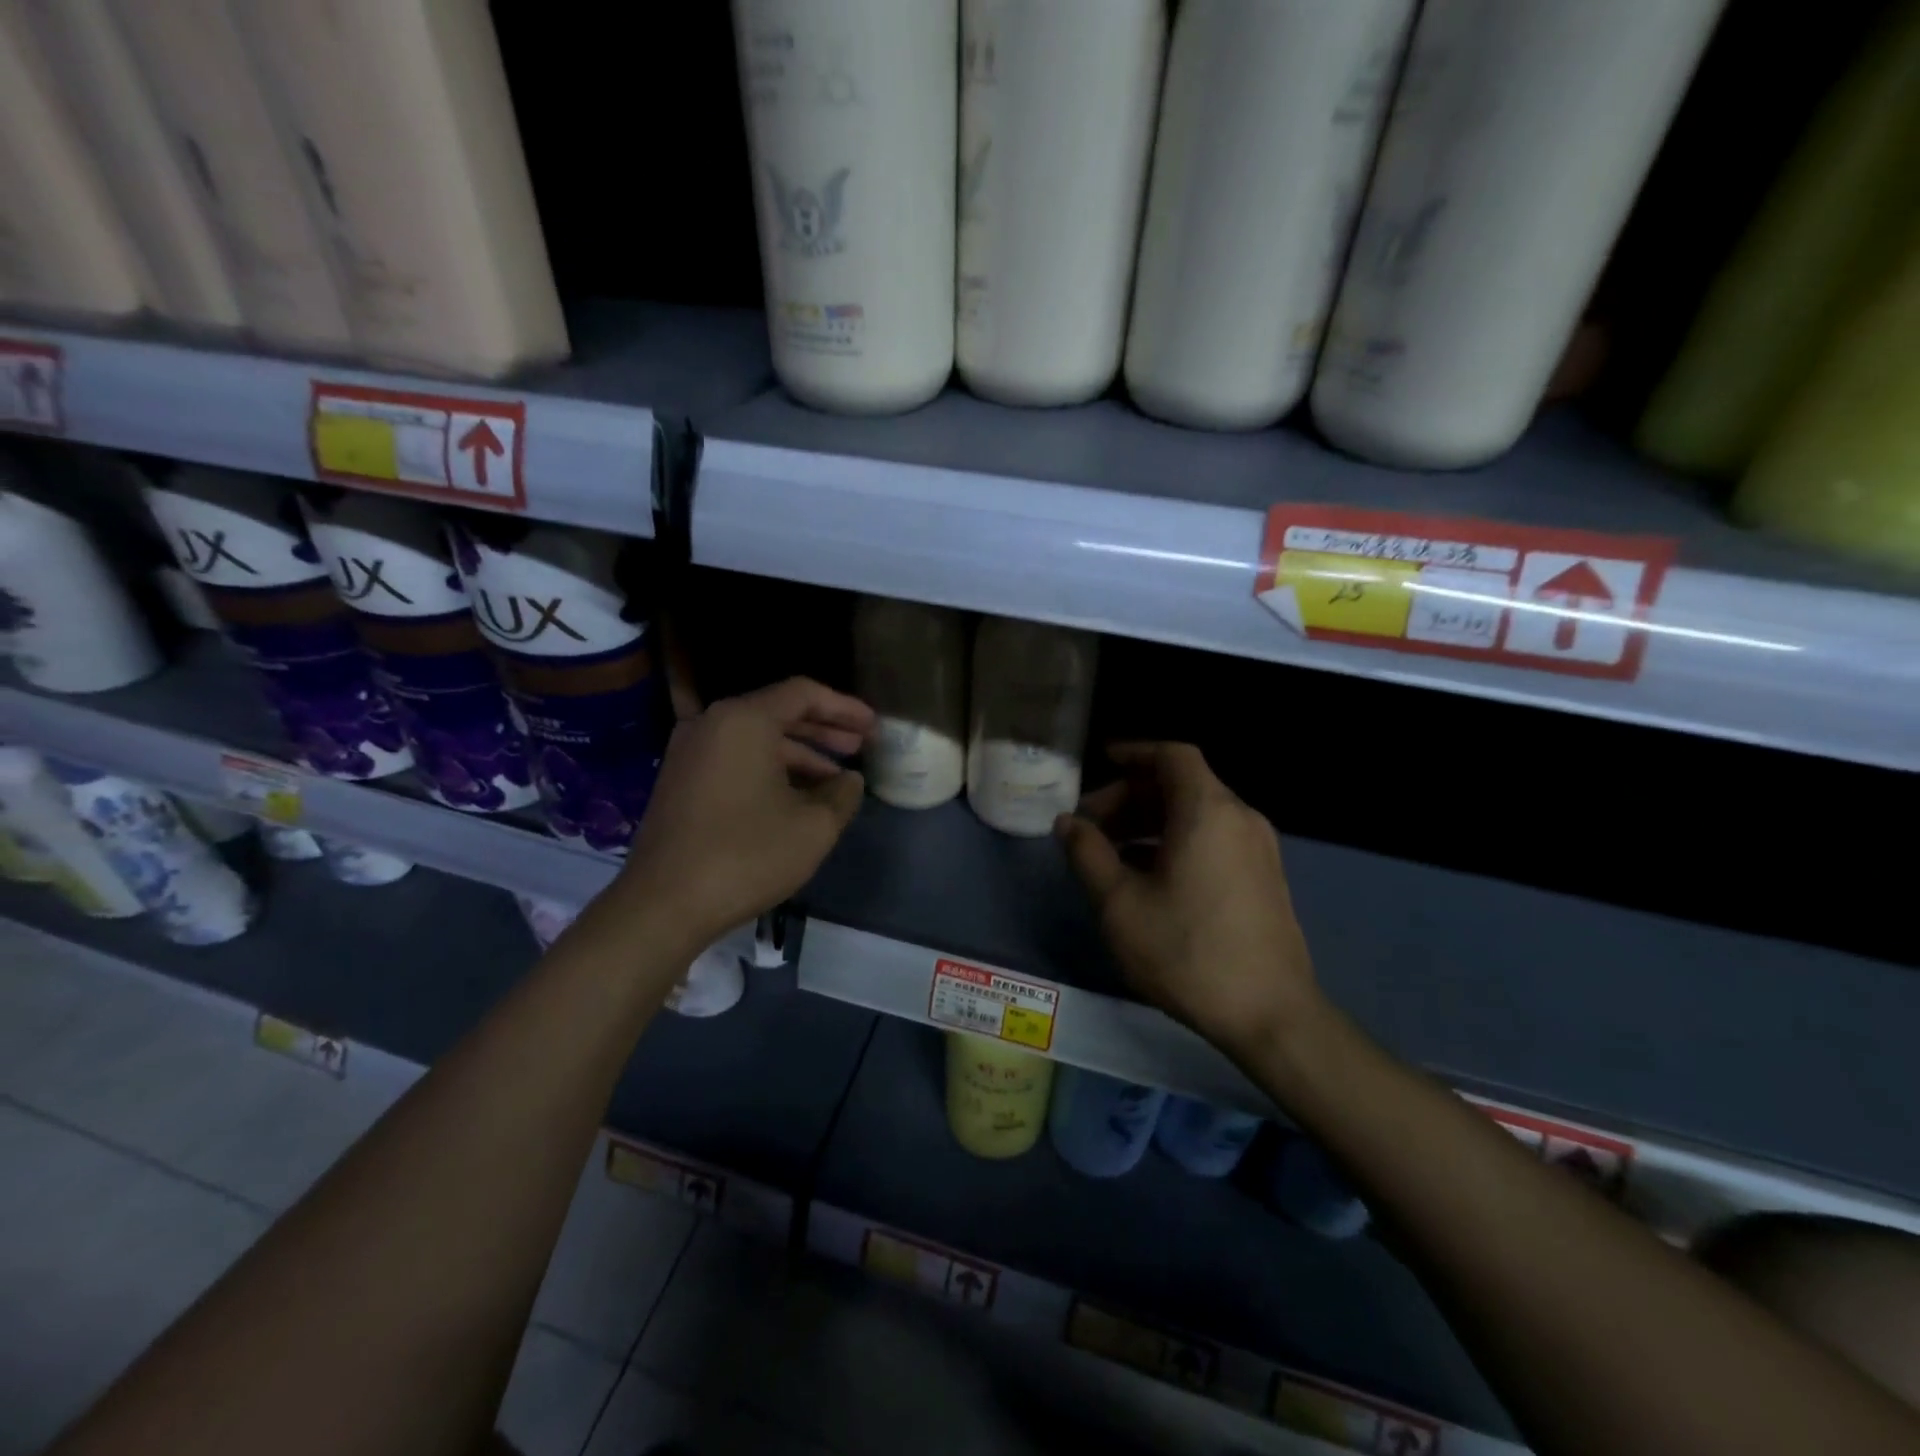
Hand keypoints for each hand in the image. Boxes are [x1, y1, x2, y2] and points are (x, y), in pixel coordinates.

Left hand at [620, 678, 872, 952]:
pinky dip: (771, 770)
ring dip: (800, 755)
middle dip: (824, 730)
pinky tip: (797, 798)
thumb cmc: (746, 855)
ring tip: (836, 781)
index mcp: (744, 721)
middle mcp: (712, 725)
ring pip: (757, 740)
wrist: (663, 905)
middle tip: (859, 747)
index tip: (872, 727)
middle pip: (778, 713)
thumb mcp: (814, 827)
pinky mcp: (681, 781)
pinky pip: (736, 760)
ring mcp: (691, 753)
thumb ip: (842, 794)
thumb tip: (849, 781)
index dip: (844, 707)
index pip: (803, 694)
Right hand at [1055, 743, 1321, 1060]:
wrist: (1271, 1015)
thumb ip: (1088, 854)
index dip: (1134, 752)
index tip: (1101, 761)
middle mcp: (1240, 818)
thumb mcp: (1119, 903)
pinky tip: (1148, 877)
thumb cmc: (1186, 951)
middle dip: (1131, 796)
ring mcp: (1258, 849)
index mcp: (1207, 811)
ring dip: (1151, 821)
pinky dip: (1177, 841)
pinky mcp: (1264, 877)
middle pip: (1181, 785)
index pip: (1172, 756)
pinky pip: (1214, 838)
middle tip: (1091, 825)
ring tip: (1111, 852)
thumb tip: (1068, 823)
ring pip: (1197, 814)